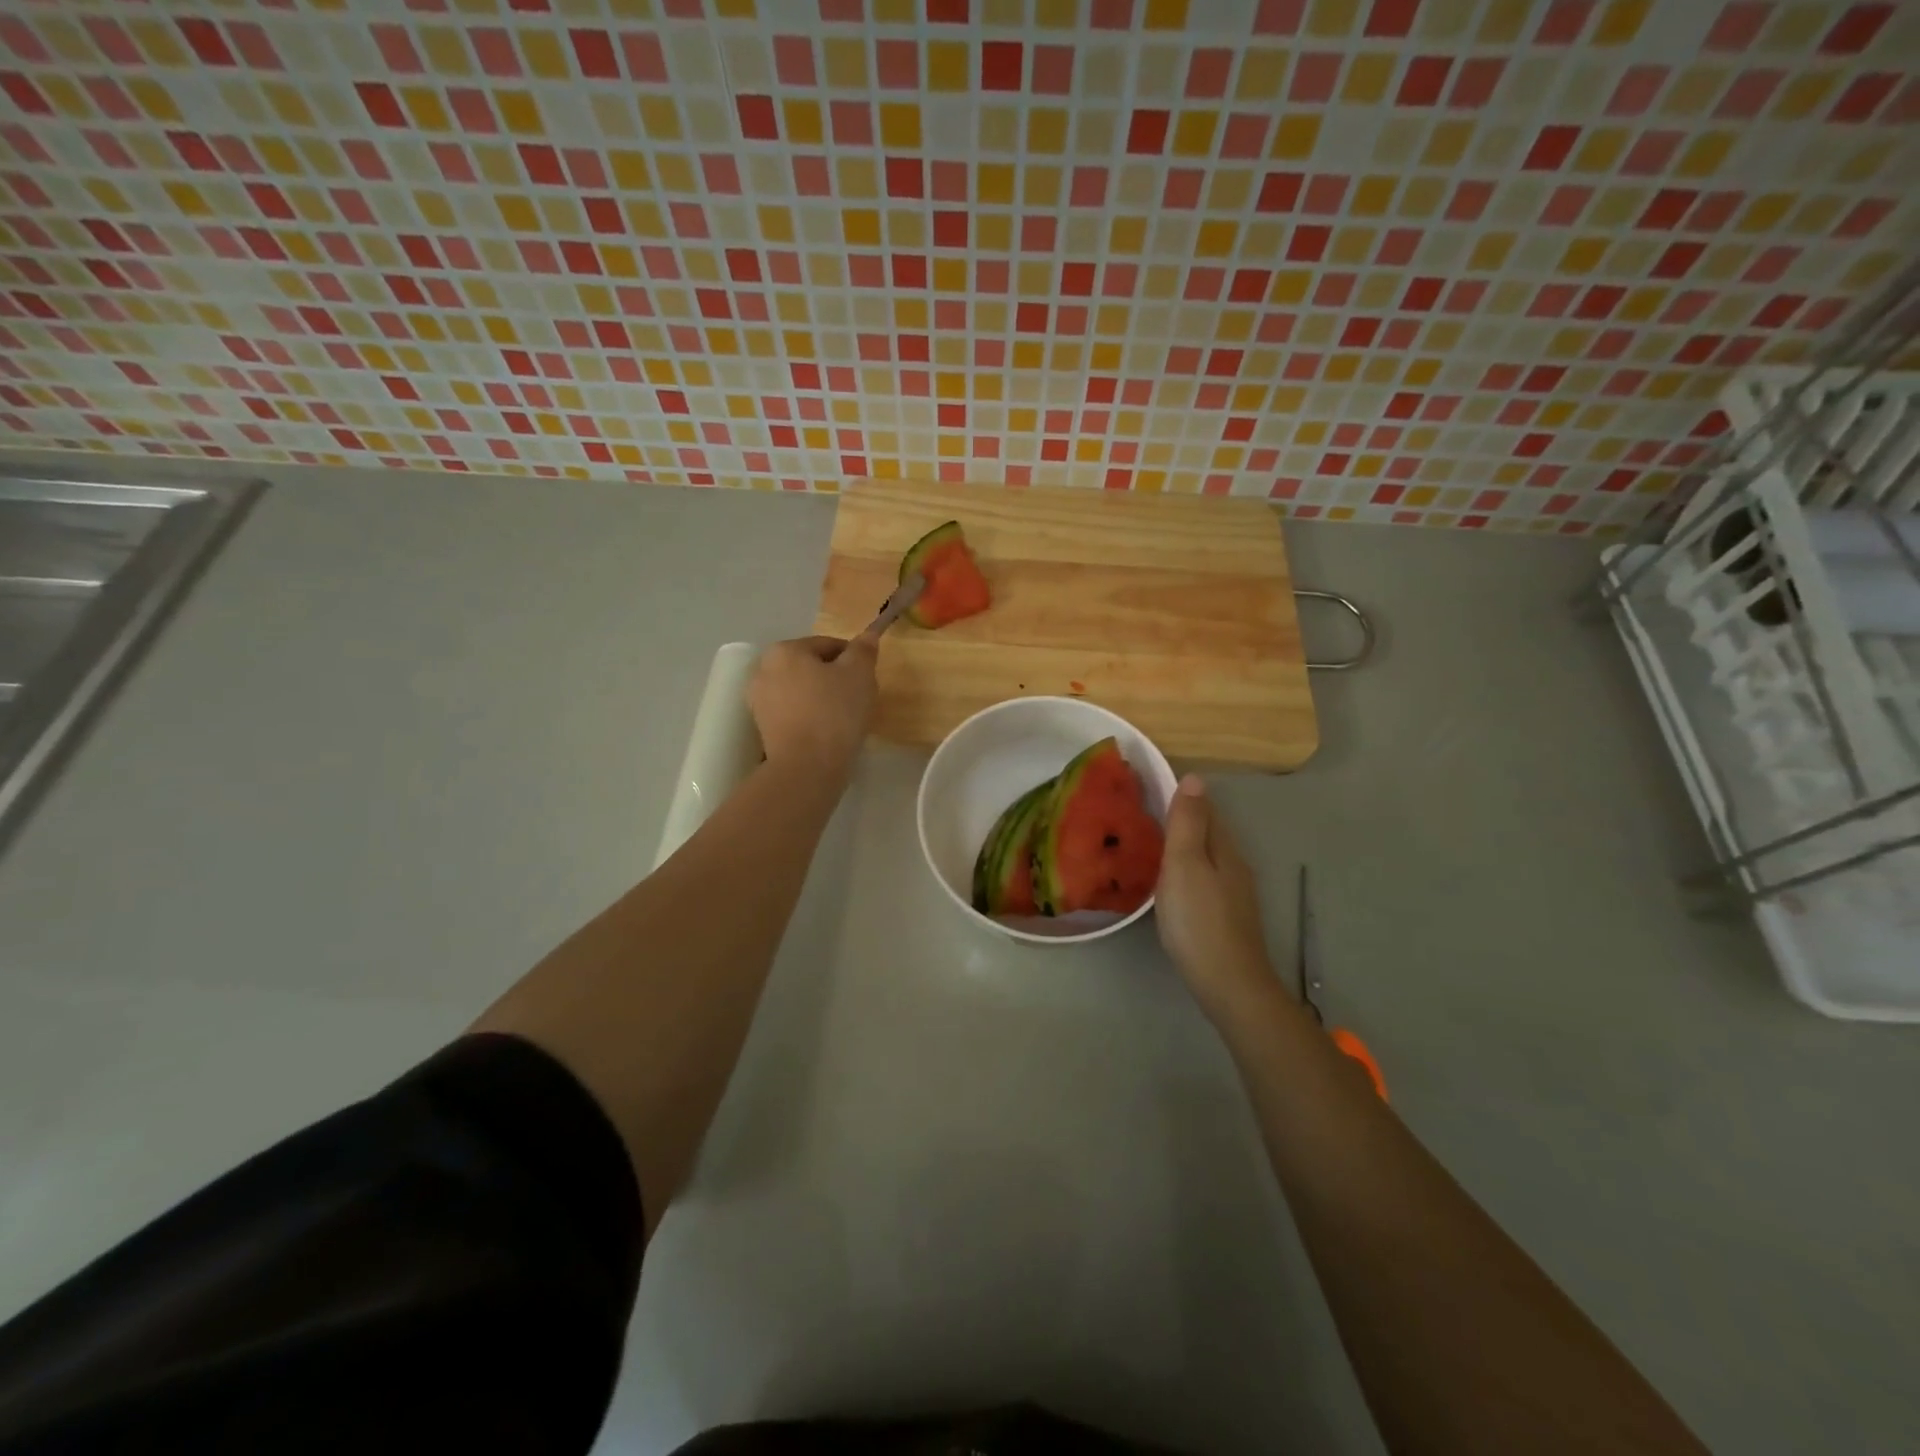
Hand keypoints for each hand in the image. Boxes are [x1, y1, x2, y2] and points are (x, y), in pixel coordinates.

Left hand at [748, 633, 878, 776]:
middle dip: (834, 679)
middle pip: (811, 667)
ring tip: (843, 719)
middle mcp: (763, 670)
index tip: (868, 680)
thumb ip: (863, 650)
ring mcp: (758, 701)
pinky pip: (792, 713)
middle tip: (858, 699)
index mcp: (785, 650)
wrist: (806, 767)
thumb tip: (868, 635)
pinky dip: (809, 717)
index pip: (828, 645)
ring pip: (801, 691)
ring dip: (821, 698)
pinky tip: (826, 732)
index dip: (854, 659)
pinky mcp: (762, 728)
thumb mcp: (860, 674)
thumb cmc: (835, 713)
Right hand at [1156, 775, 1279, 1020]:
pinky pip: (1204, 878)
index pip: (1205, 809)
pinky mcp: (1226, 915)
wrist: (1228, 983)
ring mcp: (1233, 892)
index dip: (1181, 796)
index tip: (1147, 790)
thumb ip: (1188, 823)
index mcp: (1224, 847)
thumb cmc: (1199, 920)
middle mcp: (1234, 864)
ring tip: (1148, 844)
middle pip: (1208, 831)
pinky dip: (1186, 870)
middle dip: (1181, 819)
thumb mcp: (1185, 864)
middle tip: (1140, 815)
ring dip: (1183, 845)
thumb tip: (1195, 777)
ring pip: (1206, 856)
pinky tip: (1168, 881)